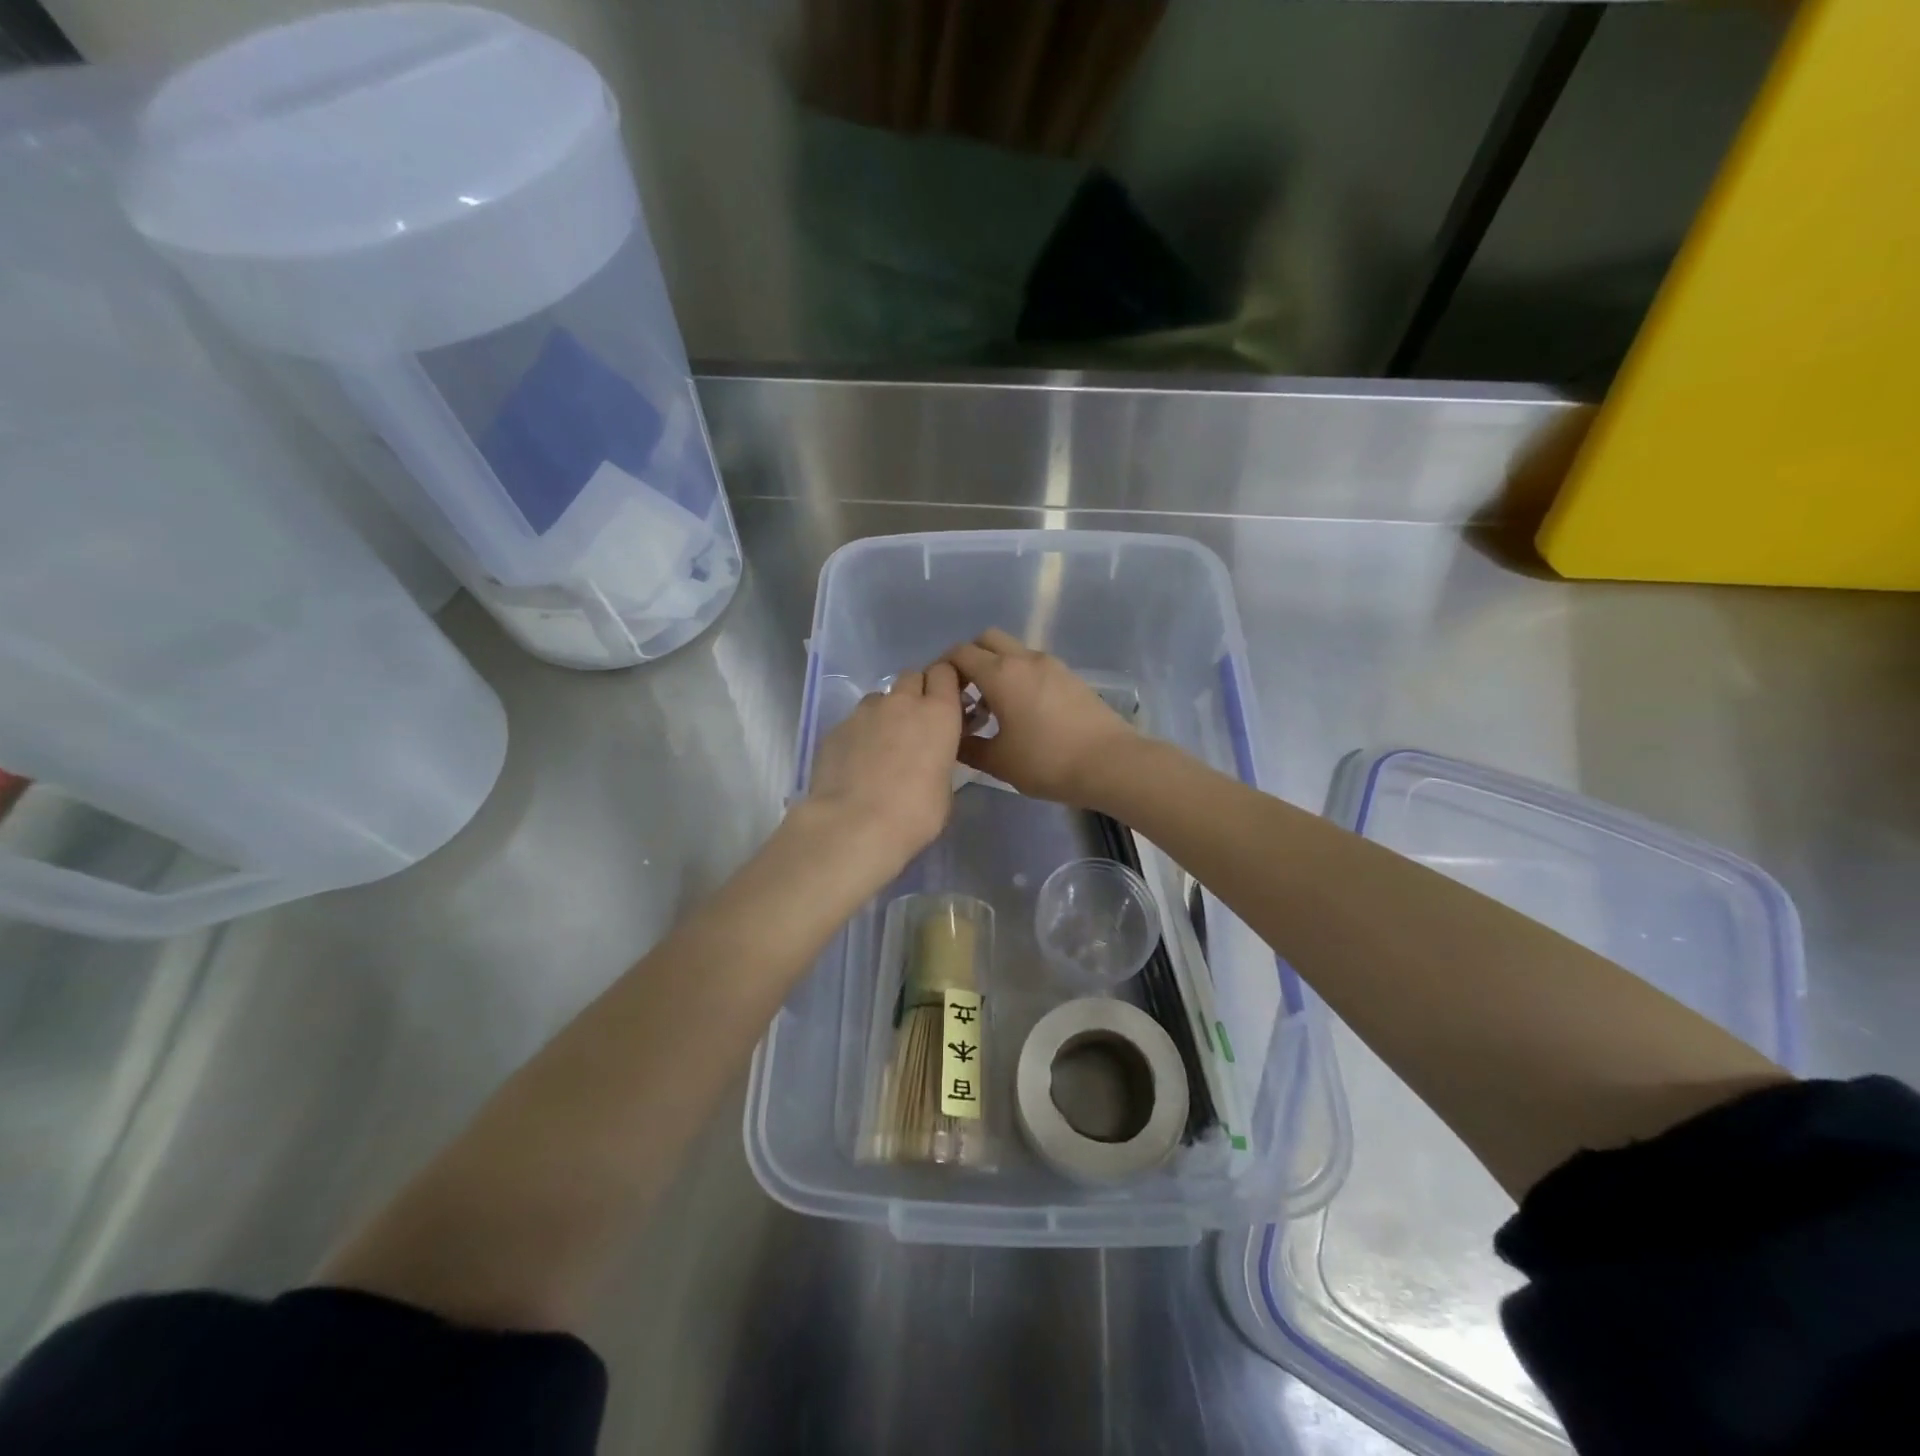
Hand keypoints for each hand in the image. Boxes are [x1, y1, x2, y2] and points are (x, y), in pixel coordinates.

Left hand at [806, 661, 963, 864]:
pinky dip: (860, 733)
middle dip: (916, 692)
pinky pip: (855, 720)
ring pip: (880, 697)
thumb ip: (940, 760)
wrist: (854, 824)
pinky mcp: (836, 728)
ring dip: (886, 711)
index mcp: (939, 713)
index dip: (946, 683)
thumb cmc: (915, 813)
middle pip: (912, 677)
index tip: (947, 701)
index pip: (945, 672)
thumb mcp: (944, 789)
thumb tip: (930, 760)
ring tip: (883, 744)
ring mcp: (865, 712)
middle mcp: (902, 702)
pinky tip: (857, 761)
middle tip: (917, 723)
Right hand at [944, 630, 1136, 804]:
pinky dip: (1018, 675)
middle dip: (969, 658)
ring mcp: (1051, 664)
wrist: (1111, 763)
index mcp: (1000, 674)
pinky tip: (1022, 710)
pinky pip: (1033, 664)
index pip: (960, 653)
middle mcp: (1024, 659)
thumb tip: (952, 739)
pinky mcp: (1070, 676)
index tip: (938, 693)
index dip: (943, 668)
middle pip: (986, 639)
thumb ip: (967, 747)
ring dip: (996, 667)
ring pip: (1012, 650)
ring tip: (993, 706)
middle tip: (964, 693)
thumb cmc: (1047, 761)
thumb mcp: (998, 762)